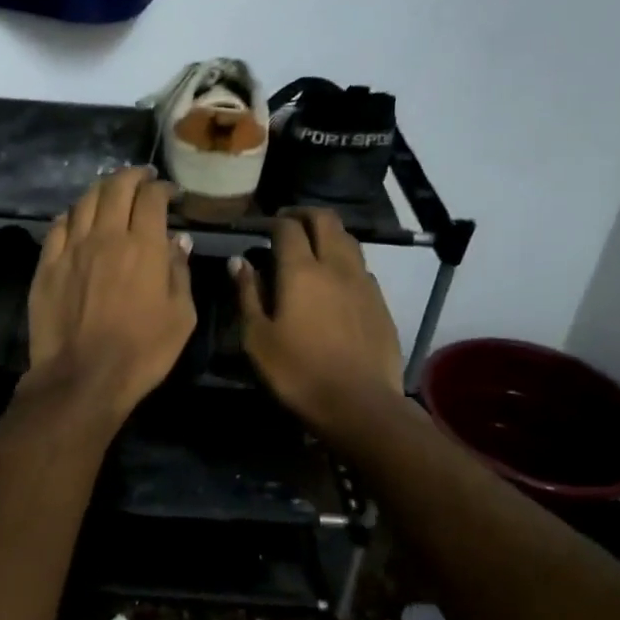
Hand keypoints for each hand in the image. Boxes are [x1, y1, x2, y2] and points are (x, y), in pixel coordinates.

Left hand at [23, 168, 196, 421]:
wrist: (82, 377)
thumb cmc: (142, 352)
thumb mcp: (181, 317)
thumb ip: (179, 273)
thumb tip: (178, 242)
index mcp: (142, 246)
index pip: (151, 198)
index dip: (162, 188)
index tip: (170, 193)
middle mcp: (105, 236)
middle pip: (115, 188)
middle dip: (131, 176)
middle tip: (142, 178)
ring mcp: (71, 249)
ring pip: (83, 201)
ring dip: (100, 190)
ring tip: (110, 191)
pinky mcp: (46, 265)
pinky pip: (57, 226)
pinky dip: (71, 215)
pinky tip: (76, 218)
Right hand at [232, 209, 405, 435]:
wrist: (360, 405)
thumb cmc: (297, 373)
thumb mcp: (257, 338)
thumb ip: (247, 294)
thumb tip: (238, 262)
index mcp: (301, 271)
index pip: (288, 228)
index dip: (273, 221)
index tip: (261, 227)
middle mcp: (336, 266)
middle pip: (325, 220)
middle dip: (305, 214)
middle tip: (288, 222)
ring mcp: (363, 283)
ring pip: (348, 240)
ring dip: (328, 234)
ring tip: (313, 246)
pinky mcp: (381, 302)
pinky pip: (362, 267)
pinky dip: (346, 261)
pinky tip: (336, 280)